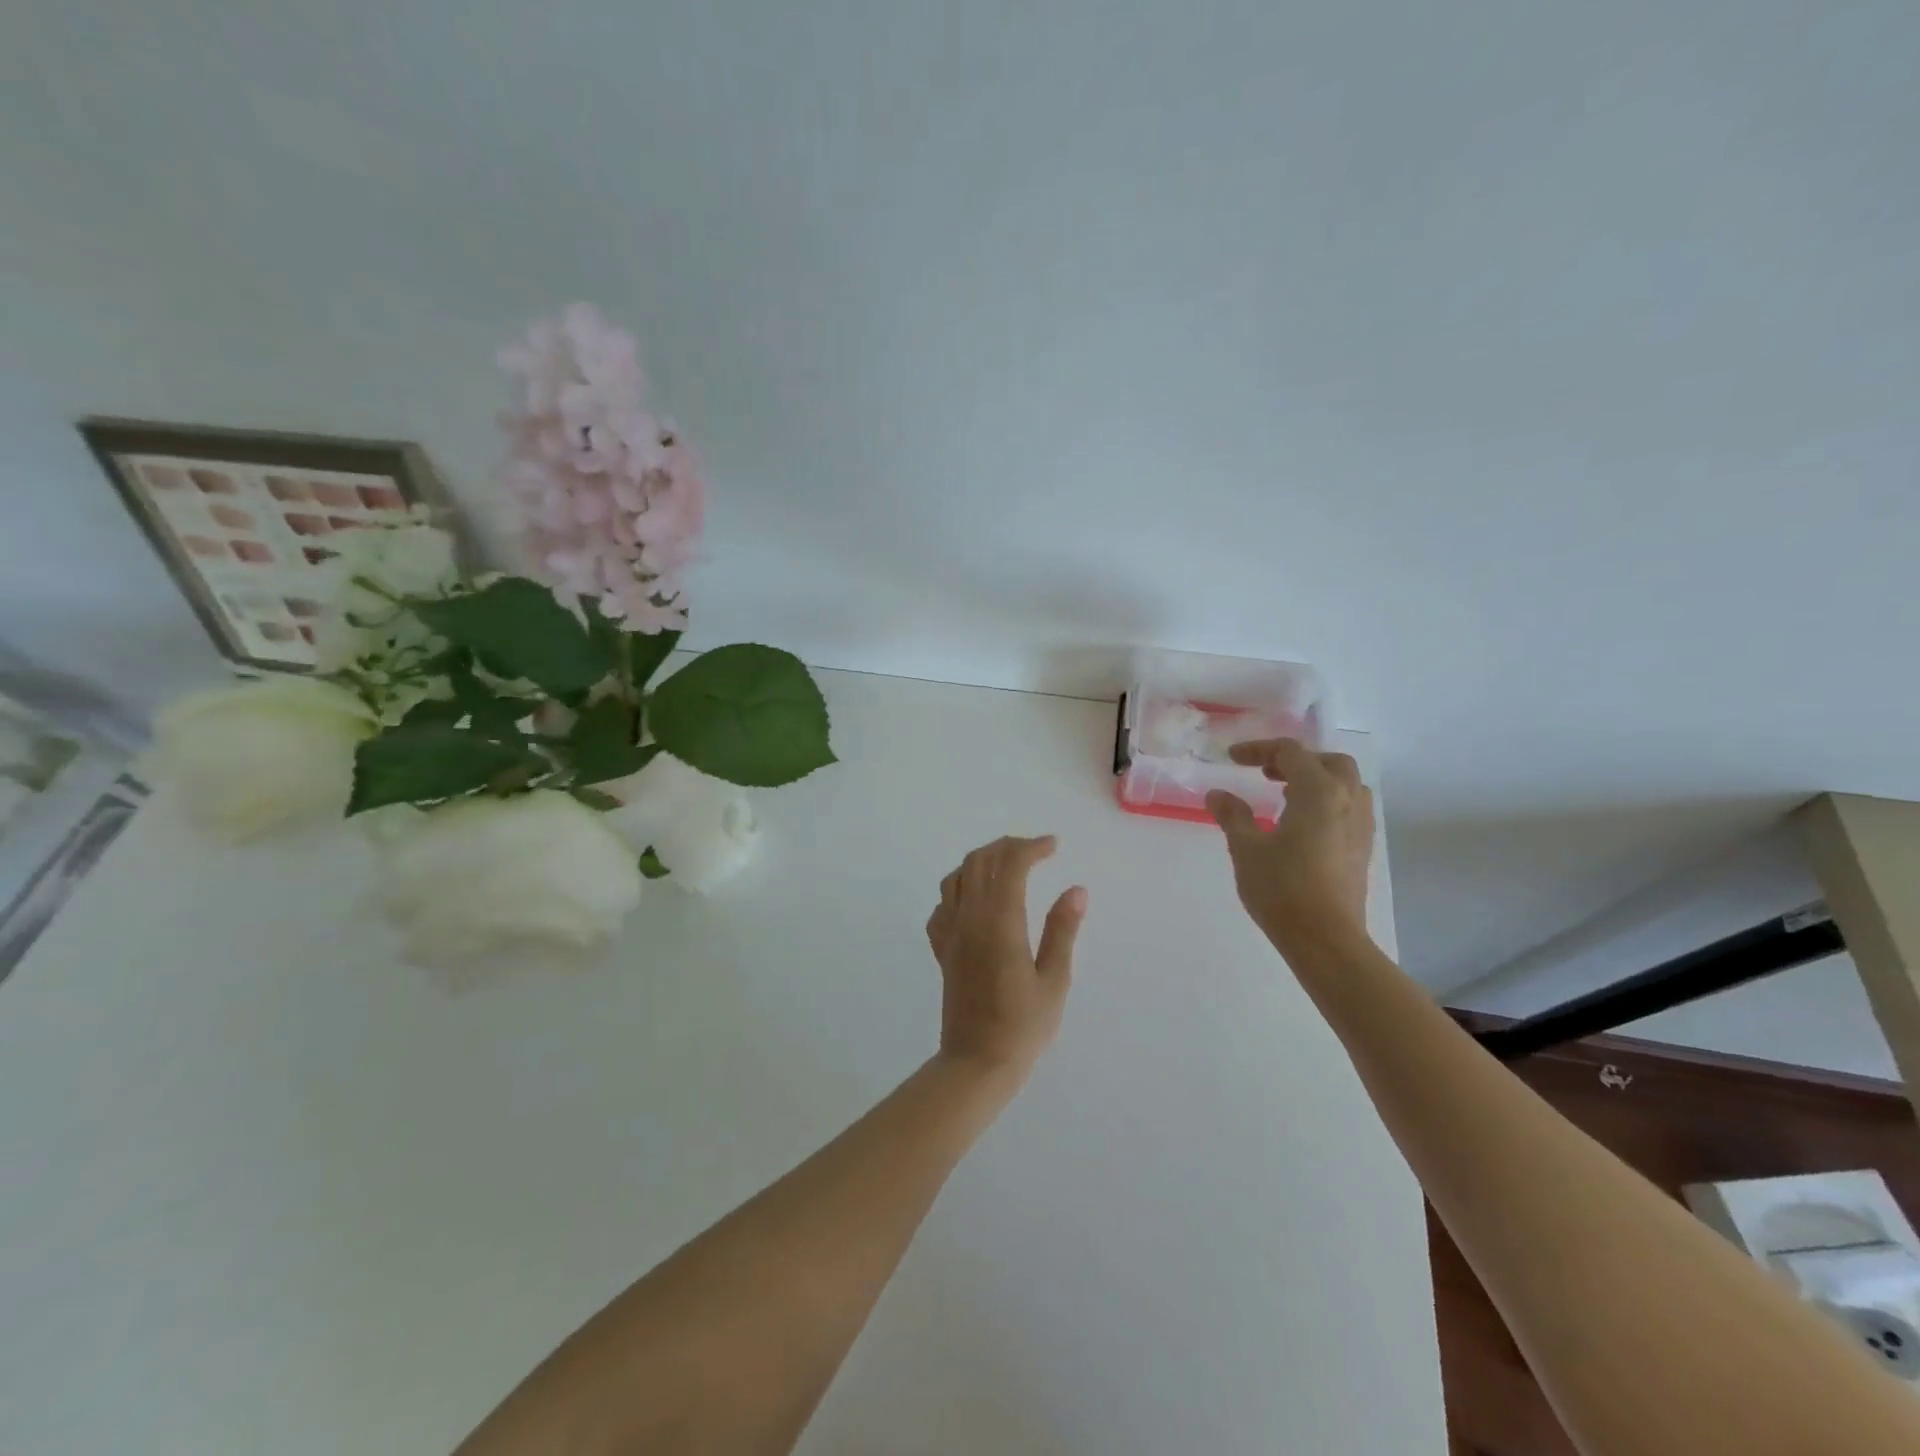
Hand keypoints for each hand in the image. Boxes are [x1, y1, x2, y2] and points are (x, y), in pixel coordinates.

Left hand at [925, 835, 1087, 1075]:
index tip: (1053, 846)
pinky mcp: (941, 949)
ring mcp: (950, 932)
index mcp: (1000, 922)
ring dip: (981, 861)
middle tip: (1035, 850)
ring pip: (956, 877)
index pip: (1011, 865)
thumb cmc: (1022, 1027)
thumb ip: (1062, 930)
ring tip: (1007, 867)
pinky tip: (976, 902)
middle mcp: (969, 918)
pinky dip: (959, 890)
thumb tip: (1075, 889)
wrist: (975, 1063)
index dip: (1032, 847)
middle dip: (1007, 846)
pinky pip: (942, 905)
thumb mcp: (1054, 980)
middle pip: (980, 861)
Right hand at [1206, 739, 1373, 951]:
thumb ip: (1233, 816)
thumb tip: (1217, 794)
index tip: (1232, 759)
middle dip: (1297, 760)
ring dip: (1317, 780)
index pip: (1290, 752)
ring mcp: (1361, 826)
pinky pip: (1350, 808)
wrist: (1325, 939)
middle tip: (1267, 773)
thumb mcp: (1246, 849)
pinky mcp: (1363, 849)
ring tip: (1286, 796)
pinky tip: (1303, 825)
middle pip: (1329, 762)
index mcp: (1318, 792)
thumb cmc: (1282, 888)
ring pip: (1347, 785)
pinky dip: (1328, 802)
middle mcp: (1347, 801)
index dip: (1259, 749)